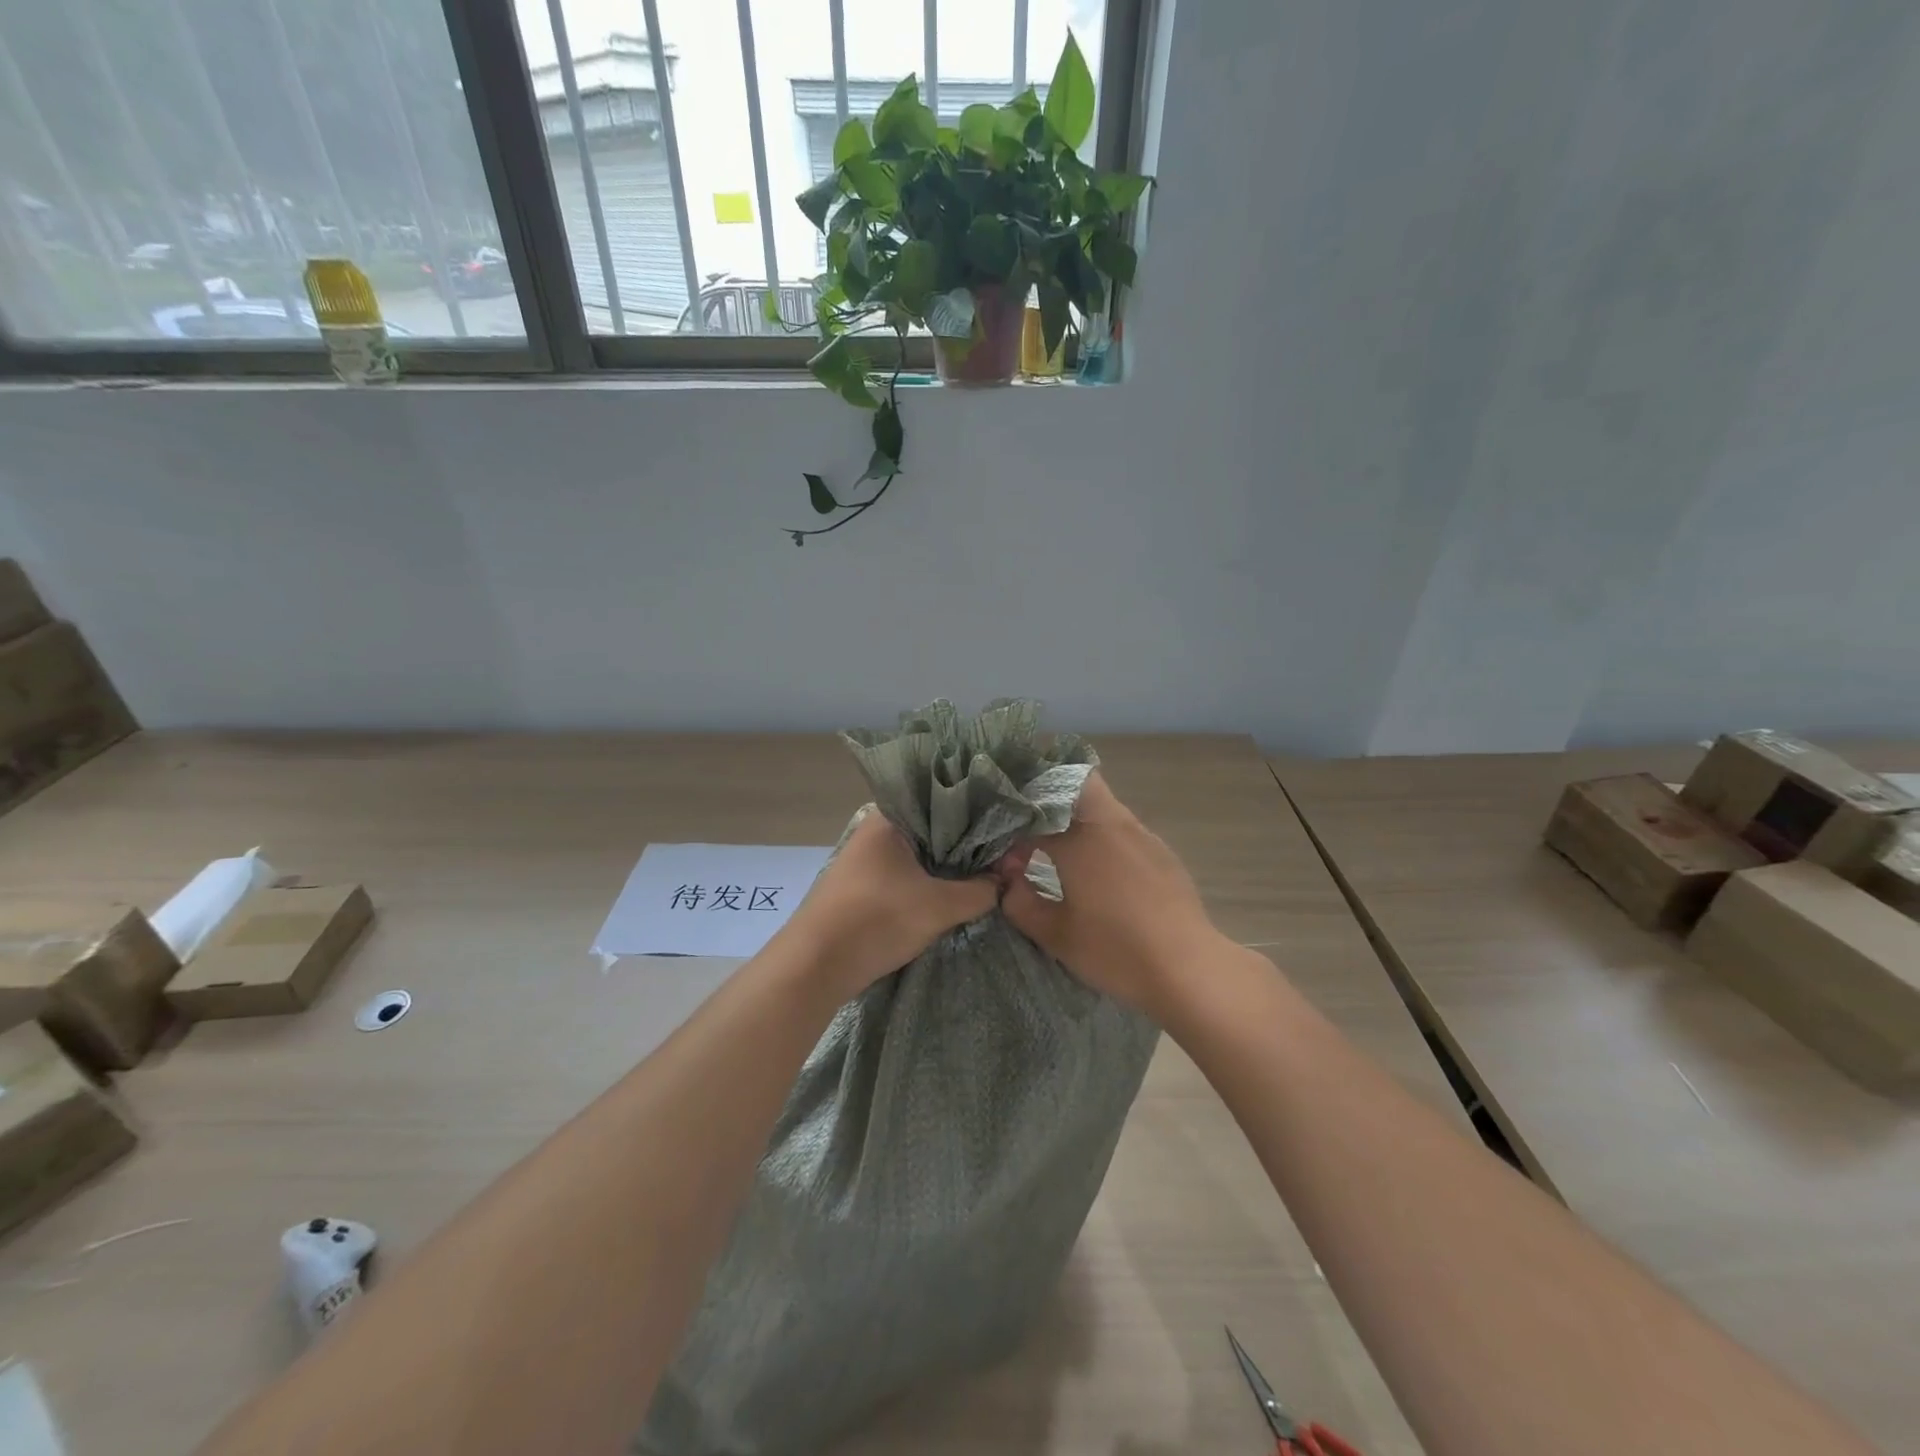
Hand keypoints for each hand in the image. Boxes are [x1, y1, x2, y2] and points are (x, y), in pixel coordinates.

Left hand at [782, 808, 999, 997]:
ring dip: (945, 868)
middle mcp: (875, 830)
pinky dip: (926, 883)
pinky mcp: (861, 887)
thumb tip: (1007, 881)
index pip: (943, 802)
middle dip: (964, 846)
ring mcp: (865, 859)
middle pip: (932, 830)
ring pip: (918, 856)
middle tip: (1002, 857)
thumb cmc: (877, 920)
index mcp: (889, 817)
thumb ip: (980, 890)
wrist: (814, 967)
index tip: (1006, 831)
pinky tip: (949, 895)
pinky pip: (904, 876)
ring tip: (984, 876)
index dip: (977, 816)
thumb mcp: (940, 906)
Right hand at [999, 772, 1225, 1016]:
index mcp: (1080, 839)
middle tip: (1030, 827)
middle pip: (1076, 782)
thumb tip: (1008, 881)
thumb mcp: (1056, 935)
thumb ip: (1020, 902)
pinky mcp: (1160, 851)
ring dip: (1076, 815)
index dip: (1013, 836)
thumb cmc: (1116, 950)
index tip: (1009, 864)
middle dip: (1048, 795)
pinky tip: (1100, 869)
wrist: (1187, 967)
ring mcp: (1140, 834)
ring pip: (1102, 802)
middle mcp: (1111, 824)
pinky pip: (1122, 826)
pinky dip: (1102, 833)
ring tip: (1061, 849)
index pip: (1033, 818)